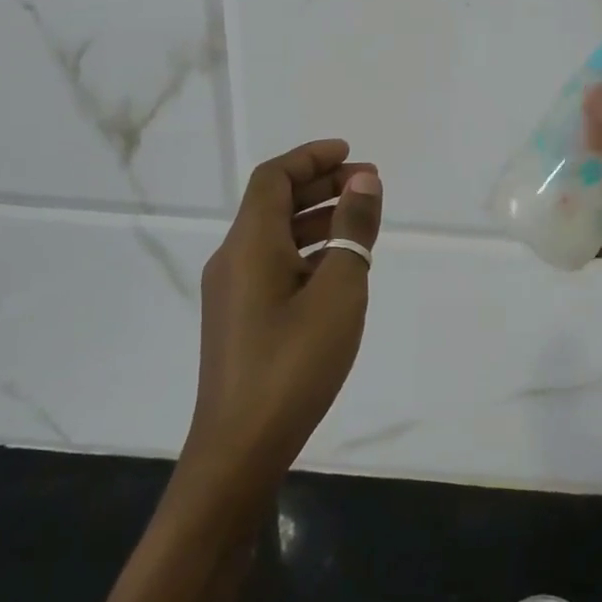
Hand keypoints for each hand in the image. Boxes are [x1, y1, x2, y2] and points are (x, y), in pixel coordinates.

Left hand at [185, 139, 382, 489]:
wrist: (240, 447)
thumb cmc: (294, 363)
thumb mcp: (339, 291)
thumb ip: (353, 230)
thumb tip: (364, 180)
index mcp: (250, 245)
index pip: (274, 178)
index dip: (311, 158)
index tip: (351, 154)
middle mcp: (234, 259)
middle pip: (274, 203)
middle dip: (320, 185)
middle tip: (367, 184)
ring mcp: (234, 292)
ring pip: (276, 235)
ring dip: (317, 218)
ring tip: (361, 220)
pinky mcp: (241, 319)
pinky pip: (275, 264)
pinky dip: (308, 251)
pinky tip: (340, 268)